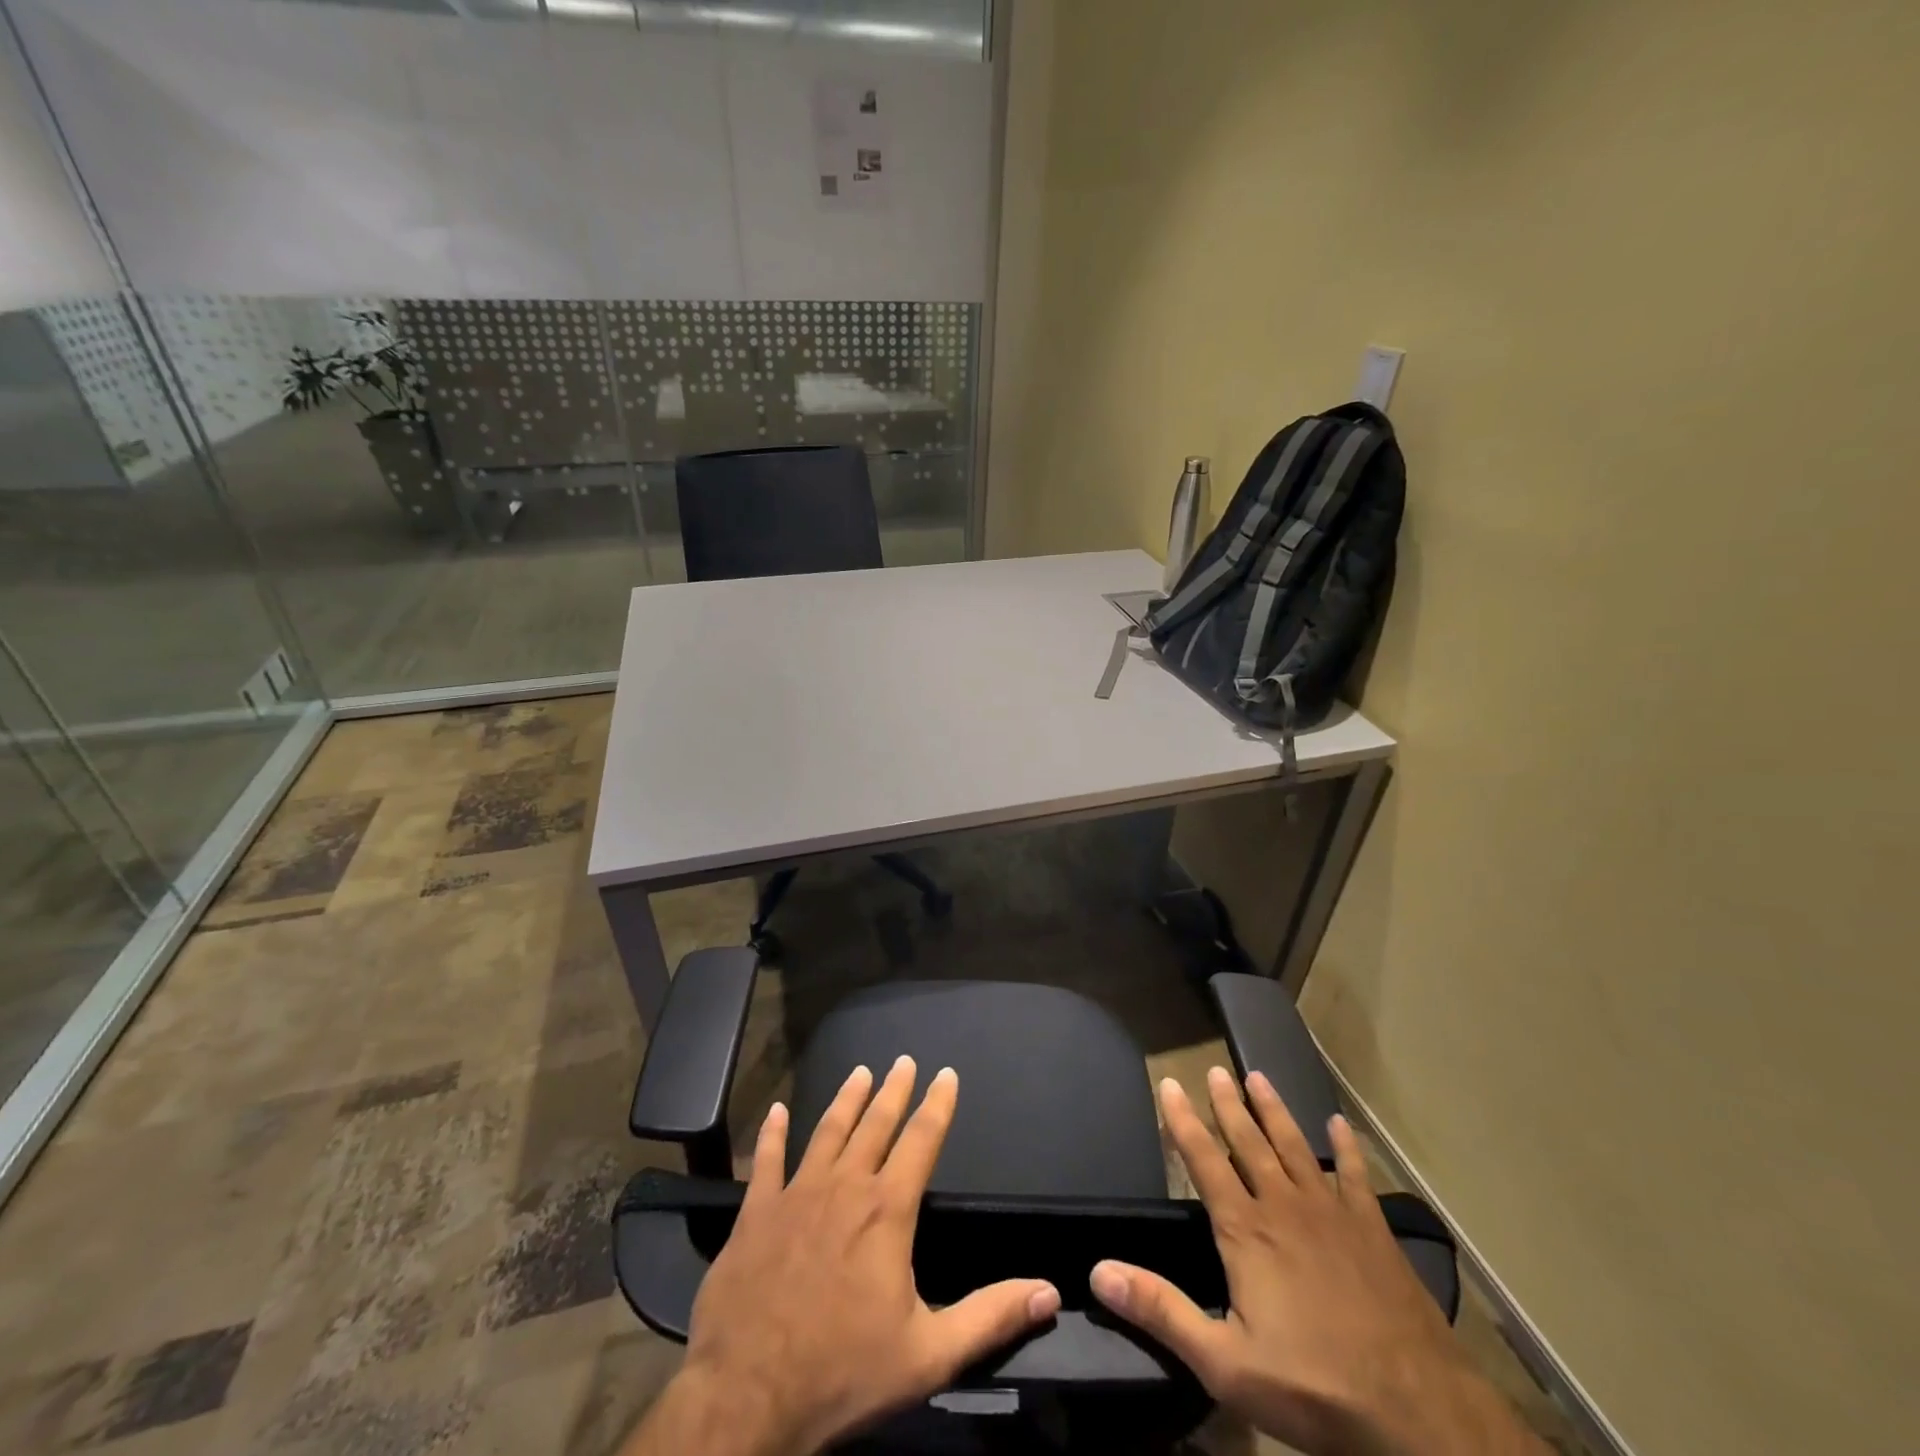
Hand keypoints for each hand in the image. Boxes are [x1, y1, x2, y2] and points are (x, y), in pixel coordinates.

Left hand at [628, 1057, 1060, 1455]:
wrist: (748, 1396)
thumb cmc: (843, 1373)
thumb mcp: (929, 1355)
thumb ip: (990, 1317)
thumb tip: (1049, 1292)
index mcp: (887, 1211)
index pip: (921, 1141)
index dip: (938, 1105)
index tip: (946, 1073)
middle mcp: (844, 1187)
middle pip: (875, 1125)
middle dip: (894, 1090)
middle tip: (904, 1060)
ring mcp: (796, 1194)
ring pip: (827, 1131)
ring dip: (846, 1100)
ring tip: (860, 1071)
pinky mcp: (756, 1212)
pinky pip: (767, 1161)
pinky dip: (772, 1133)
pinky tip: (777, 1111)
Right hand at [1089, 1069, 1547, 1455]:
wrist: (1417, 1412)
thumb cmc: (1312, 1386)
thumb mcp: (1224, 1363)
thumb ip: (1161, 1311)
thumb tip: (1098, 1271)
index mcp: (1245, 1229)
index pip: (1203, 1160)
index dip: (1181, 1120)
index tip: (1168, 1083)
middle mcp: (1283, 1205)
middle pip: (1248, 1142)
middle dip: (1228, 1104)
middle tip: (1215, 1069)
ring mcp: (1332, 1213)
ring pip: (1294, 1146)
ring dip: (1274, 1111)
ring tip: (1258, 1077)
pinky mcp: (1372, 1230)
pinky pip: (1355, 1176)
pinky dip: (1345, 1148)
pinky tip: (1339, 1126)